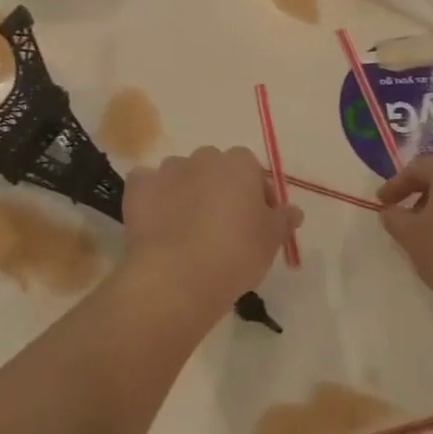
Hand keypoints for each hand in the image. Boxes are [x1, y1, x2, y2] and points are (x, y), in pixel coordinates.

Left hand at [119, 146, 296, 329]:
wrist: (177, 275)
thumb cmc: (235, 254)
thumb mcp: (272, 241)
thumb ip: (283, 220)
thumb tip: (293, 211)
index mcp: (239, 164)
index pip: (252, 171)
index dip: (255, 195)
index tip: (257, 222)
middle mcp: (203, 158)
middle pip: (215, 168)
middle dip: (218, 189)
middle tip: (222, 226)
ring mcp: (168, 170)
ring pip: (180, 174)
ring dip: (185, 192)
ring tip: (186, 228)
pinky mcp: (139, 188)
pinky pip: (147, 186)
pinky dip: (151, 198)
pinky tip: (156, 222)